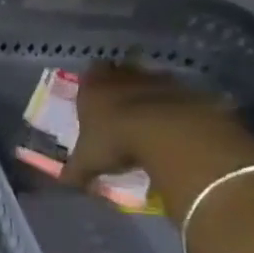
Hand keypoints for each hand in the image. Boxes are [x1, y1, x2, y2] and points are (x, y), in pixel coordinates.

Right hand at [60, 63, 233, 188]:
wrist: (170, 133)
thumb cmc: (116, 141)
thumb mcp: (88, 162)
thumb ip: (76, 170)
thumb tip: (65, 183)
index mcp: (92, 88)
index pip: (89, 73)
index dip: (92, 81)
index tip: (95, 94)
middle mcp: (122, 77)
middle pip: (120, 70)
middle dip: (121, 81)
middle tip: (122, 100)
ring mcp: (157, 80)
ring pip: (151, 78)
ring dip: (151, 91)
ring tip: (152, 112)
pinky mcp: (188, 90)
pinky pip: (180, 93)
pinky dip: (178, 104)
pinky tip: (178, 122)